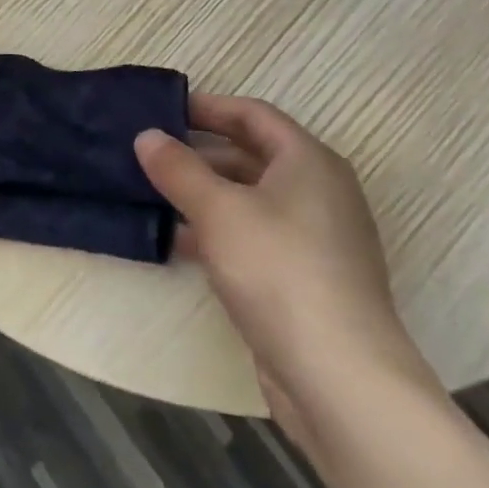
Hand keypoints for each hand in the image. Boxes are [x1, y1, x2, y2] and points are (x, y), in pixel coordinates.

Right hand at [134, 96, 435, 448]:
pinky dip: (219, 231)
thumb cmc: (279, 271)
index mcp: (308, 161)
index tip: (163, 111)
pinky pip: (256, 237)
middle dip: (200, 151)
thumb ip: (178, 168)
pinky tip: (179, 241)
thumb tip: (147, 136)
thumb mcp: (218, 210)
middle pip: (252, 155)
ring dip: (205, 194)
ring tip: (153, 193)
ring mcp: (316, 240)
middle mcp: (319, 192)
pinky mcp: (307, 281)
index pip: (253, 114)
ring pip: (251, 199)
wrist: (341, 380)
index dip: (208, 107)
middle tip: (150, 151)